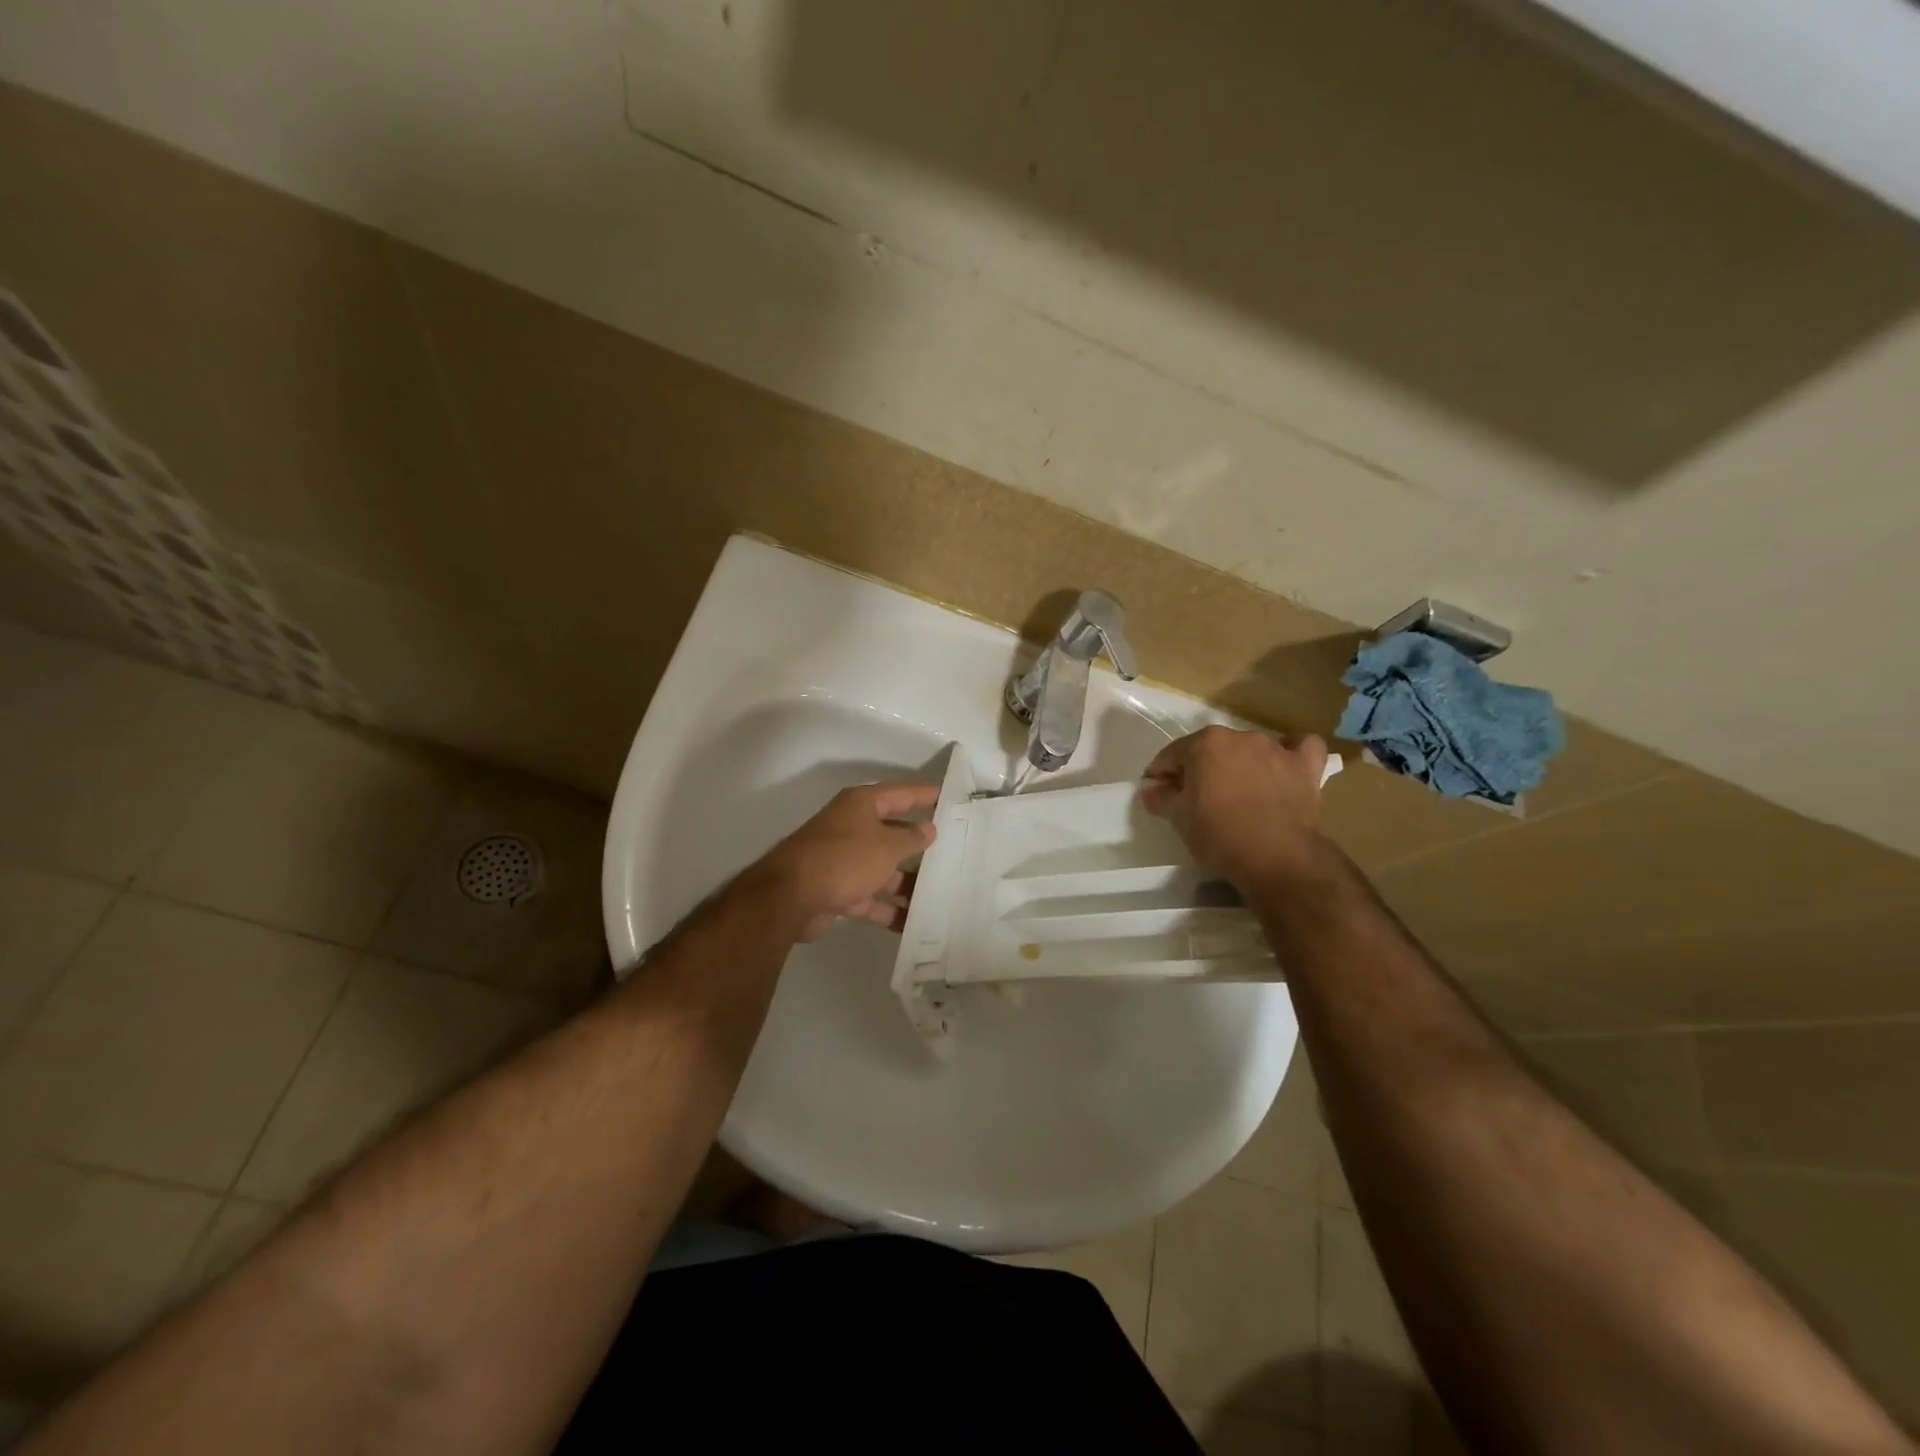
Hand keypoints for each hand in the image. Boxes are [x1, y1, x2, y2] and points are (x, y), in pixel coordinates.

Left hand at [748, 782, 938, 941]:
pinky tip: (914, 924)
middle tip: (954, 852)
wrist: (791, 897)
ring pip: (883, 869)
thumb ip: (911, 838)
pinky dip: (888, 909)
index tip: (951, 799)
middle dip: (920, 845)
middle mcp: (852, 827)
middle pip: (893, 833)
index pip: (901, 794)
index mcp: (861, 805)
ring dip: (907, 883)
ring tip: (941, 895)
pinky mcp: (837, 890)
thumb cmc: (845, 858)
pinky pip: (870, 898)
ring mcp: (843, 860)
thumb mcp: (887, 846)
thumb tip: (929, 829)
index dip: (926, 795)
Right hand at [1140, 726, 1331, 890]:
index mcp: (1206, 743)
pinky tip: (1284, 766)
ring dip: (1240, 764)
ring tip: (1237, 793)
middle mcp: (1241, 737)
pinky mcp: (1306, 768)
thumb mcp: (1179, 818)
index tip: (1157, 794)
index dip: (1161, 775)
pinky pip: (1300, 749)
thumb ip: (1161, 798)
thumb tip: (1149, 790)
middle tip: (1195, 799)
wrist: (1277, 857)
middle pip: (1211, 750)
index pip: (1172, 755)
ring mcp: (1276, 749)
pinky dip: (1291, 754)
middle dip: (1200, 769)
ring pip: (1250, 749)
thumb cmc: (1219, 834)